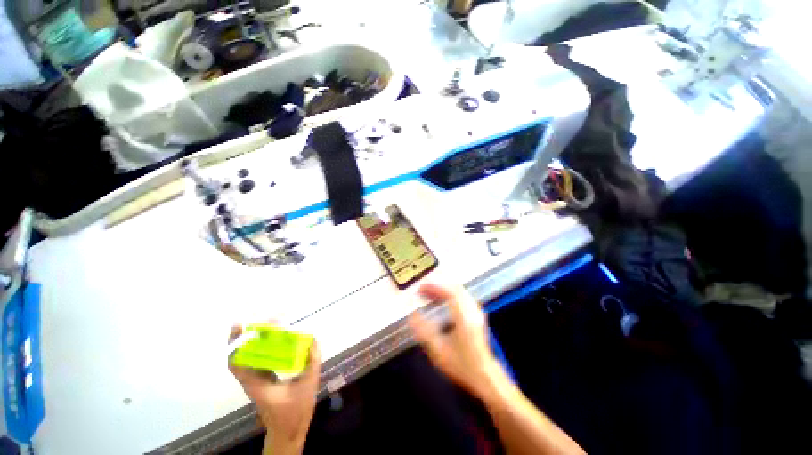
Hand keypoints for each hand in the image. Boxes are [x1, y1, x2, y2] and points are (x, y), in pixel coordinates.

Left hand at [228, 326, 320, 454]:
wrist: (288, 429)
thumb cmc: (295, 410)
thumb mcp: (308, 384)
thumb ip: (312, 361)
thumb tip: (313, 338)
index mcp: (257, 384)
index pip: (237, 363)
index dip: (235, 344)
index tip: (241, 326)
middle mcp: (252, 380)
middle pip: (240, 356)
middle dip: (246, 336)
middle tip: (260, 320)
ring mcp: (257, 379)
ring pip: (249, 357)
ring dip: (255, 340)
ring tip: (268, 324)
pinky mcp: (263, 378)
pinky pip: (259, 359)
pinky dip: (263, 346)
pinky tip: (276, 338)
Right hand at [408, 283, 506, 398]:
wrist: (485, 376)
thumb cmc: (461, 365)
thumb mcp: (439, 351)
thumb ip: (424, 332)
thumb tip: (411, 316)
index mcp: (464, 317)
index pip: (450, 292)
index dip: (435, 287)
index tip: (421, 288)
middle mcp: (472, 311)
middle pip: (455, 289)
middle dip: (438, 286)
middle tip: (423, 290)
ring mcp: (476, 313)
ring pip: (460, 292)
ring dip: (444, 290)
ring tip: (430, 294)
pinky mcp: (477, 316)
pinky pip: (462, 297)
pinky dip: (450, 295)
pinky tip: (442, 301)